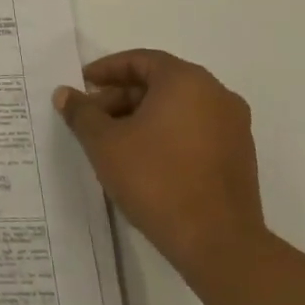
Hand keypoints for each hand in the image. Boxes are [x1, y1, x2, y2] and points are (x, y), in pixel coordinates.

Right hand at [55, 50, 264, 277]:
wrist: (218, 244)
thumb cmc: (156, 179)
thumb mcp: (104, 142)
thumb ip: (82, 113)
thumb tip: (65, 93)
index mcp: (186, 81)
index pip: (140, 61)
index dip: (106, 70)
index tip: (82, 84)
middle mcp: (217, 95)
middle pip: (159, 83)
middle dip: (121, 96)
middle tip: (92, 117)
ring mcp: (233, 127)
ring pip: (177, 108)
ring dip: (142, 116)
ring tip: (112, 141)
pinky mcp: (240, 157)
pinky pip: (194, 130)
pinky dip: (166, 133)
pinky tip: (142, 159)